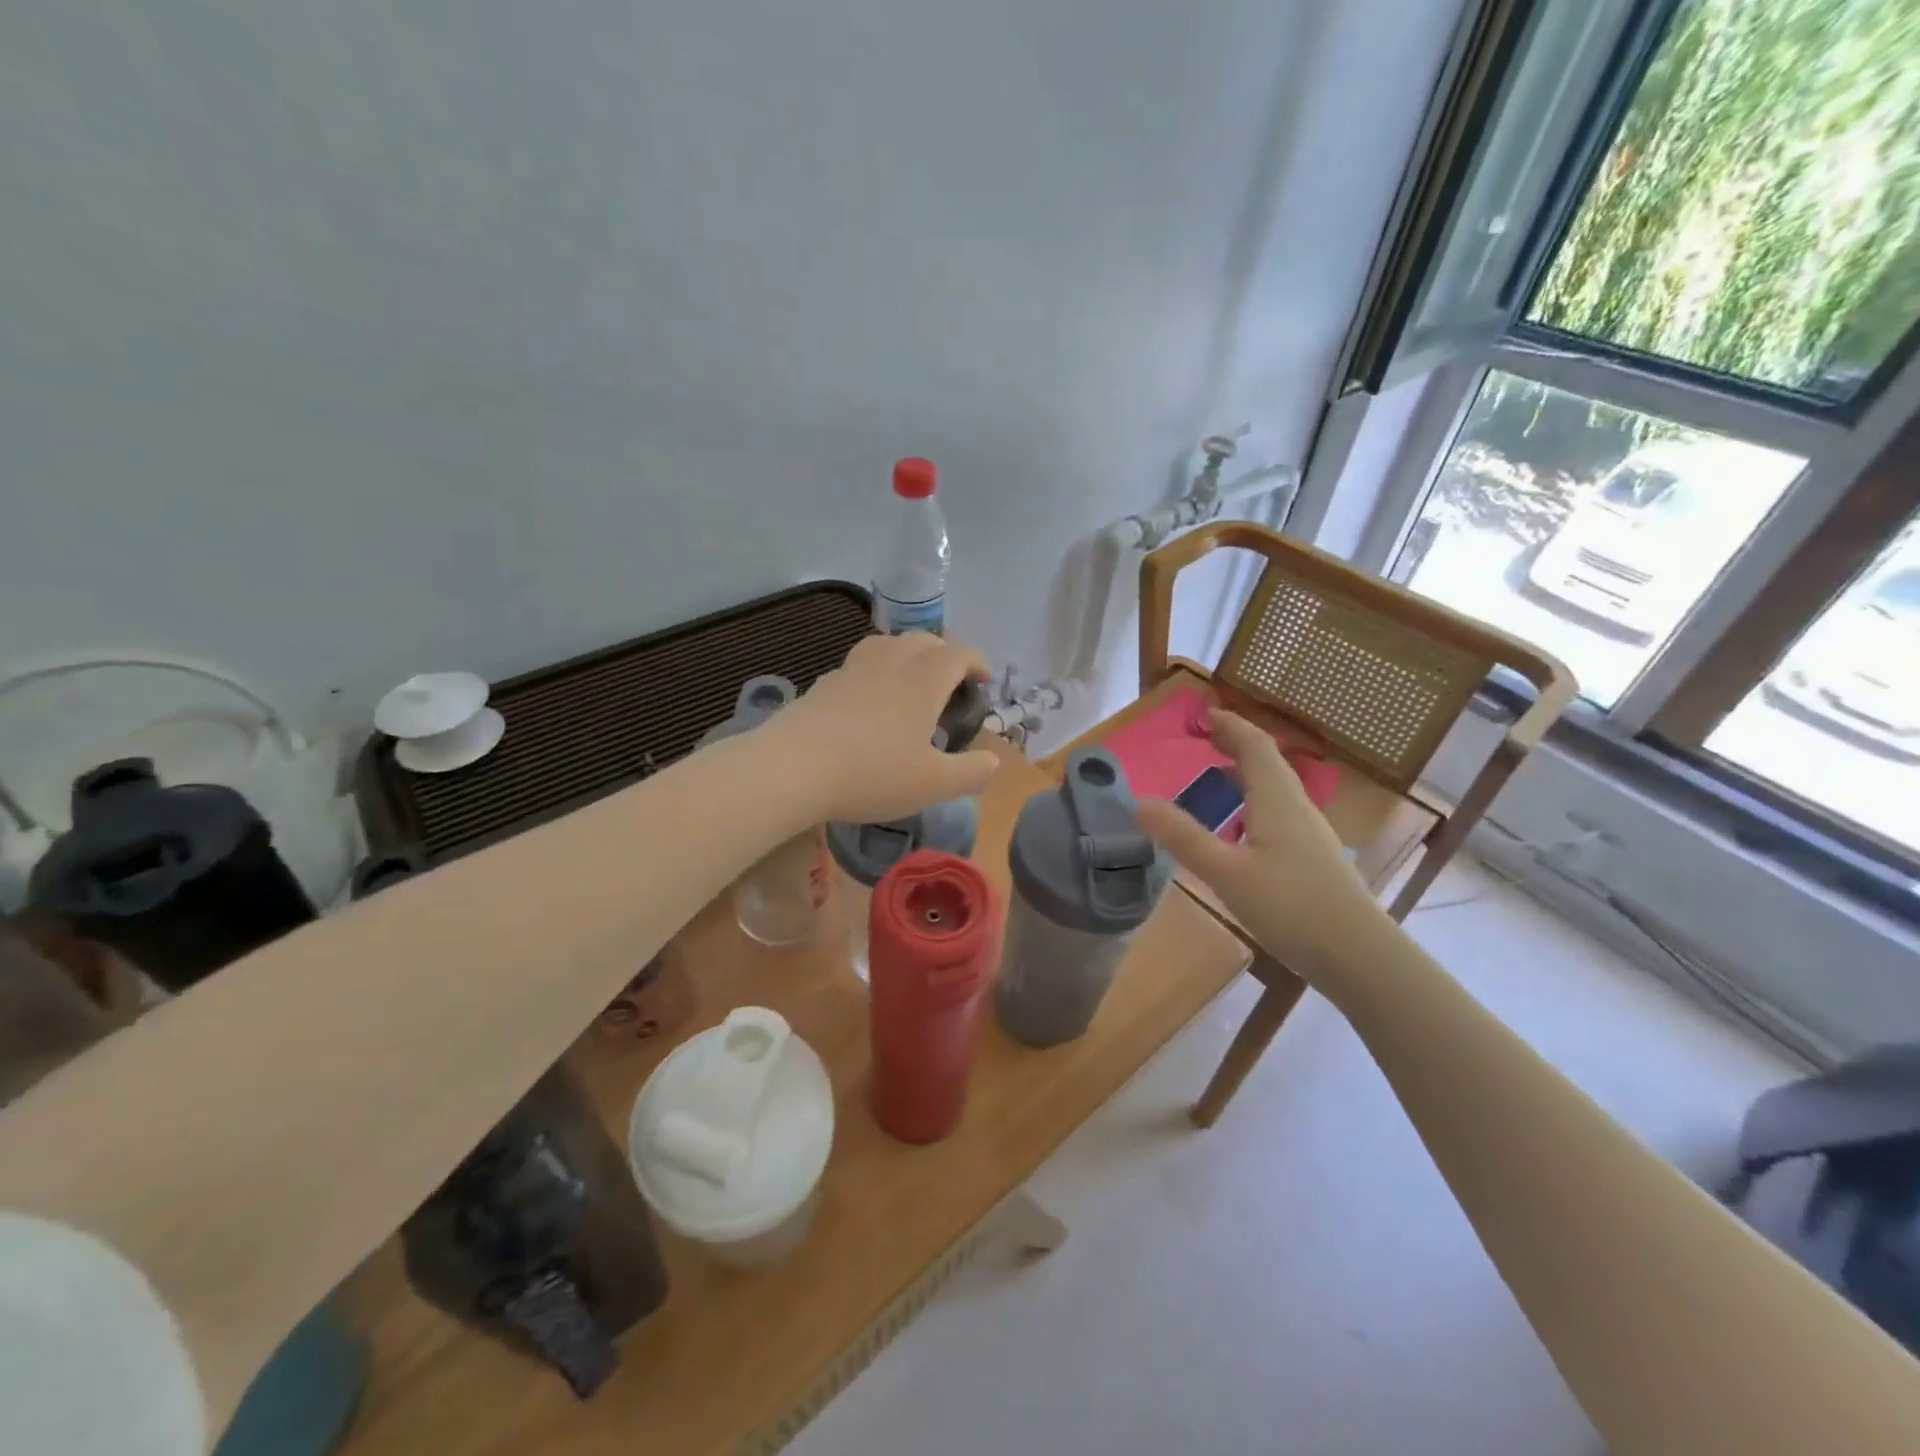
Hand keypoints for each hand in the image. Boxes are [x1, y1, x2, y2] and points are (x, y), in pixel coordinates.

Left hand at [770, 633, 999, 823]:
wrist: (793, 767)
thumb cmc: (873, 773)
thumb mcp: (933, 784)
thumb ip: (970, 772)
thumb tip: (994, 760)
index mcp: (924, 680)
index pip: (959, 654)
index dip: (977, 662)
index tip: (984, 680)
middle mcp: (891, 663)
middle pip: (923, 640)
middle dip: (944, 654)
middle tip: (952, 680)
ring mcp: (853, 669)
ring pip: (888, 644)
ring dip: (908, 654)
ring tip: (911, 679)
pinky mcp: (824, 683)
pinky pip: (860, 664)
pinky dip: (875, 671)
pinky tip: (869, 699)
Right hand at [1136, 710, 1373, 970]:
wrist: (1360, 955)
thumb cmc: (1291, 907)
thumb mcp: (1226, 873)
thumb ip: (1183, 837)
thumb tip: (1139, 802)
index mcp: (1276, 800)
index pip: (1254, 746)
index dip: (1230, 726)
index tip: (1205, 713)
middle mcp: (1296, 807)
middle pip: (1268, 762)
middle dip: (1237, 744)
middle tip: (1207, 737)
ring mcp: (1310, 833)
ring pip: (1276, 787)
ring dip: (1248, 771)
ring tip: (1220, 773)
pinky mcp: (1314, 857)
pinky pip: (1280, 810)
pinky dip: (1256, 799)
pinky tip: (1244, 826)